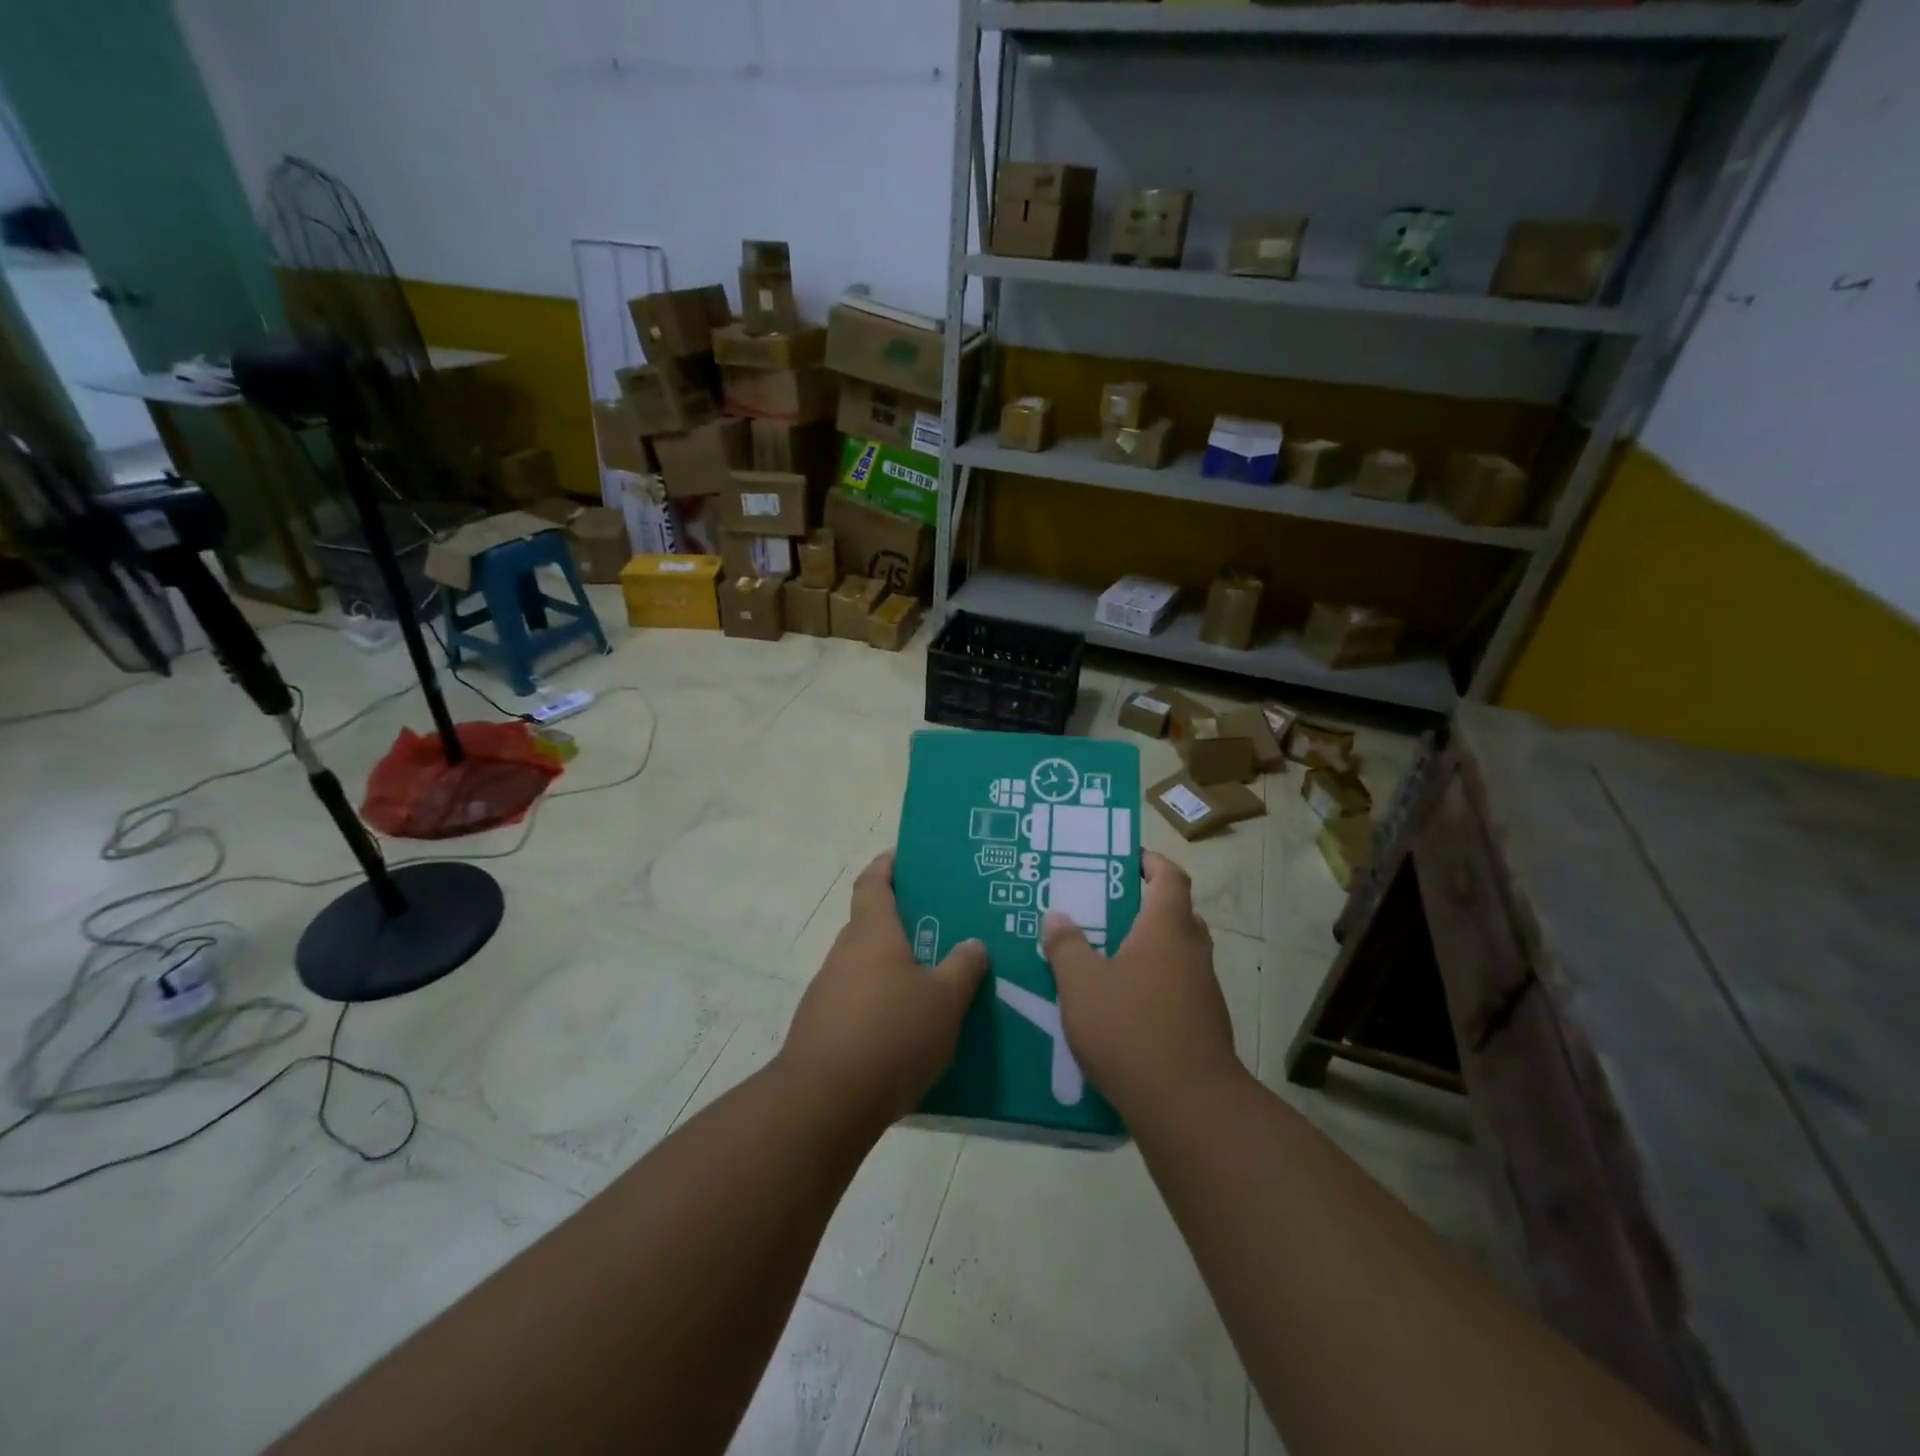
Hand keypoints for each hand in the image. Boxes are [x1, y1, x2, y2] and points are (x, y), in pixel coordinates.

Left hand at [778, 851, 989, 1132]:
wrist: (824, 1102)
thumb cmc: (891, 1034)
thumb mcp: (945, 1000)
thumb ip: (963, 968)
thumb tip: (973, 944)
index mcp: (872, 933)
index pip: (873, 883)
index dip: (887, 865)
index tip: (905, 856)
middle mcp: (845, 954)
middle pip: (871, 925)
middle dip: (903, 923)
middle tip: (943, 928)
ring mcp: (829, 992)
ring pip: (866, 966)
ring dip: (894, 968)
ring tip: (934, 982)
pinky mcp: (823, 1028)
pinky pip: (859, 1002)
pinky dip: (882, 1003)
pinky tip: (909, 1030)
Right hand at [1042, 851, 1239, 1121]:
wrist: (1187, 1106)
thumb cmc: (1130, 1029)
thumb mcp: (1081, 984)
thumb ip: (1066, 946)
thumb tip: (1057, 916)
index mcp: (1166, 928)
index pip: (1171, 877)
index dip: (1151, 862)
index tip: (1125, 859)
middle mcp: (1192, 951)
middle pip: (1176, 913)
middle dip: (1144, 906)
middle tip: (1105, 909)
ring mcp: (1203, 990)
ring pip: (1176, 953)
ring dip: (1147, 948)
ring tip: (1104, 956)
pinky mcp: (1203, 1024)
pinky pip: (1176, 986)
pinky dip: (1153, 983)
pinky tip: (1120, 1005)